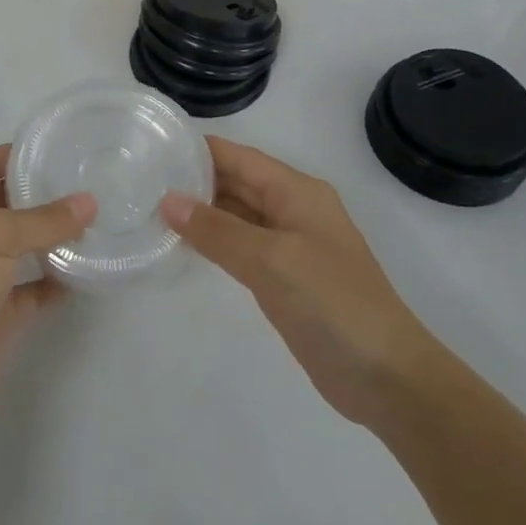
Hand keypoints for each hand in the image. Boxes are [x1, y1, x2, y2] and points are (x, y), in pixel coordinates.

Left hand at [0, 144, 94, 422]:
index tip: (59, 148)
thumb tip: (90, 201)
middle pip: (5, 205)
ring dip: (52, 238)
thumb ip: (44, 219)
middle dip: (41, 196)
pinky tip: (87, 271)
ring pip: (20, 248)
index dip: (16, 155)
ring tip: (97, 221)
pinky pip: (31, 290)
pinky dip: (55, 282)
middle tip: (89, 183)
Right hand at [161, 137, 434, 430]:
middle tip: (140, 181)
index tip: (151, 148)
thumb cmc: (332, 303)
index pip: (238, 157)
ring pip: (236, 215)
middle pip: (236, 182)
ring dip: (200, 212)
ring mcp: (290, 244)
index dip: (197, 150)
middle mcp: (293, 209)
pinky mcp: (285, 276)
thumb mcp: (270, 260)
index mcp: (296, 191)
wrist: (386, 376)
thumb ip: (217, 230)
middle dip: (193, 180)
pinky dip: (213, 241)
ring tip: (150, 208)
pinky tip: (182, 245)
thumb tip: (167, 201)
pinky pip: (241, 246)